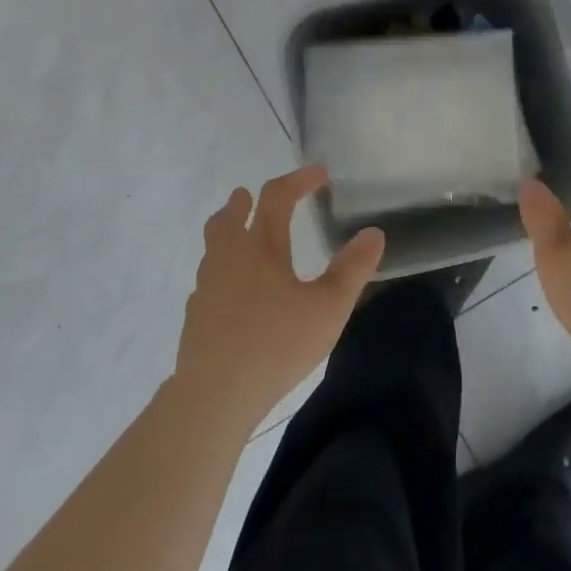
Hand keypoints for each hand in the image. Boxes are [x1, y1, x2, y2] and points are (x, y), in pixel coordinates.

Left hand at [175, 166, 383, 431]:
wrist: (213, 396)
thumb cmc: (276, 344)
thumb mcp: (328, 307)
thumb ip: (353, 269)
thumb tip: (374, 233)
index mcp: (261, 247)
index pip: (277, 197)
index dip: (299, 179)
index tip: (320, 173)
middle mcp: (229, 258)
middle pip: (228, 217)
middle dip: (243, 202)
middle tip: (250, 196)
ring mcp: (207, 288)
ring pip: (213, 247)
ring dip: (227, 232)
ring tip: (241, 238)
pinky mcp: (196, 317)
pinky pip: (209, 278)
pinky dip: (222, 269)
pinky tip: (234, 292)